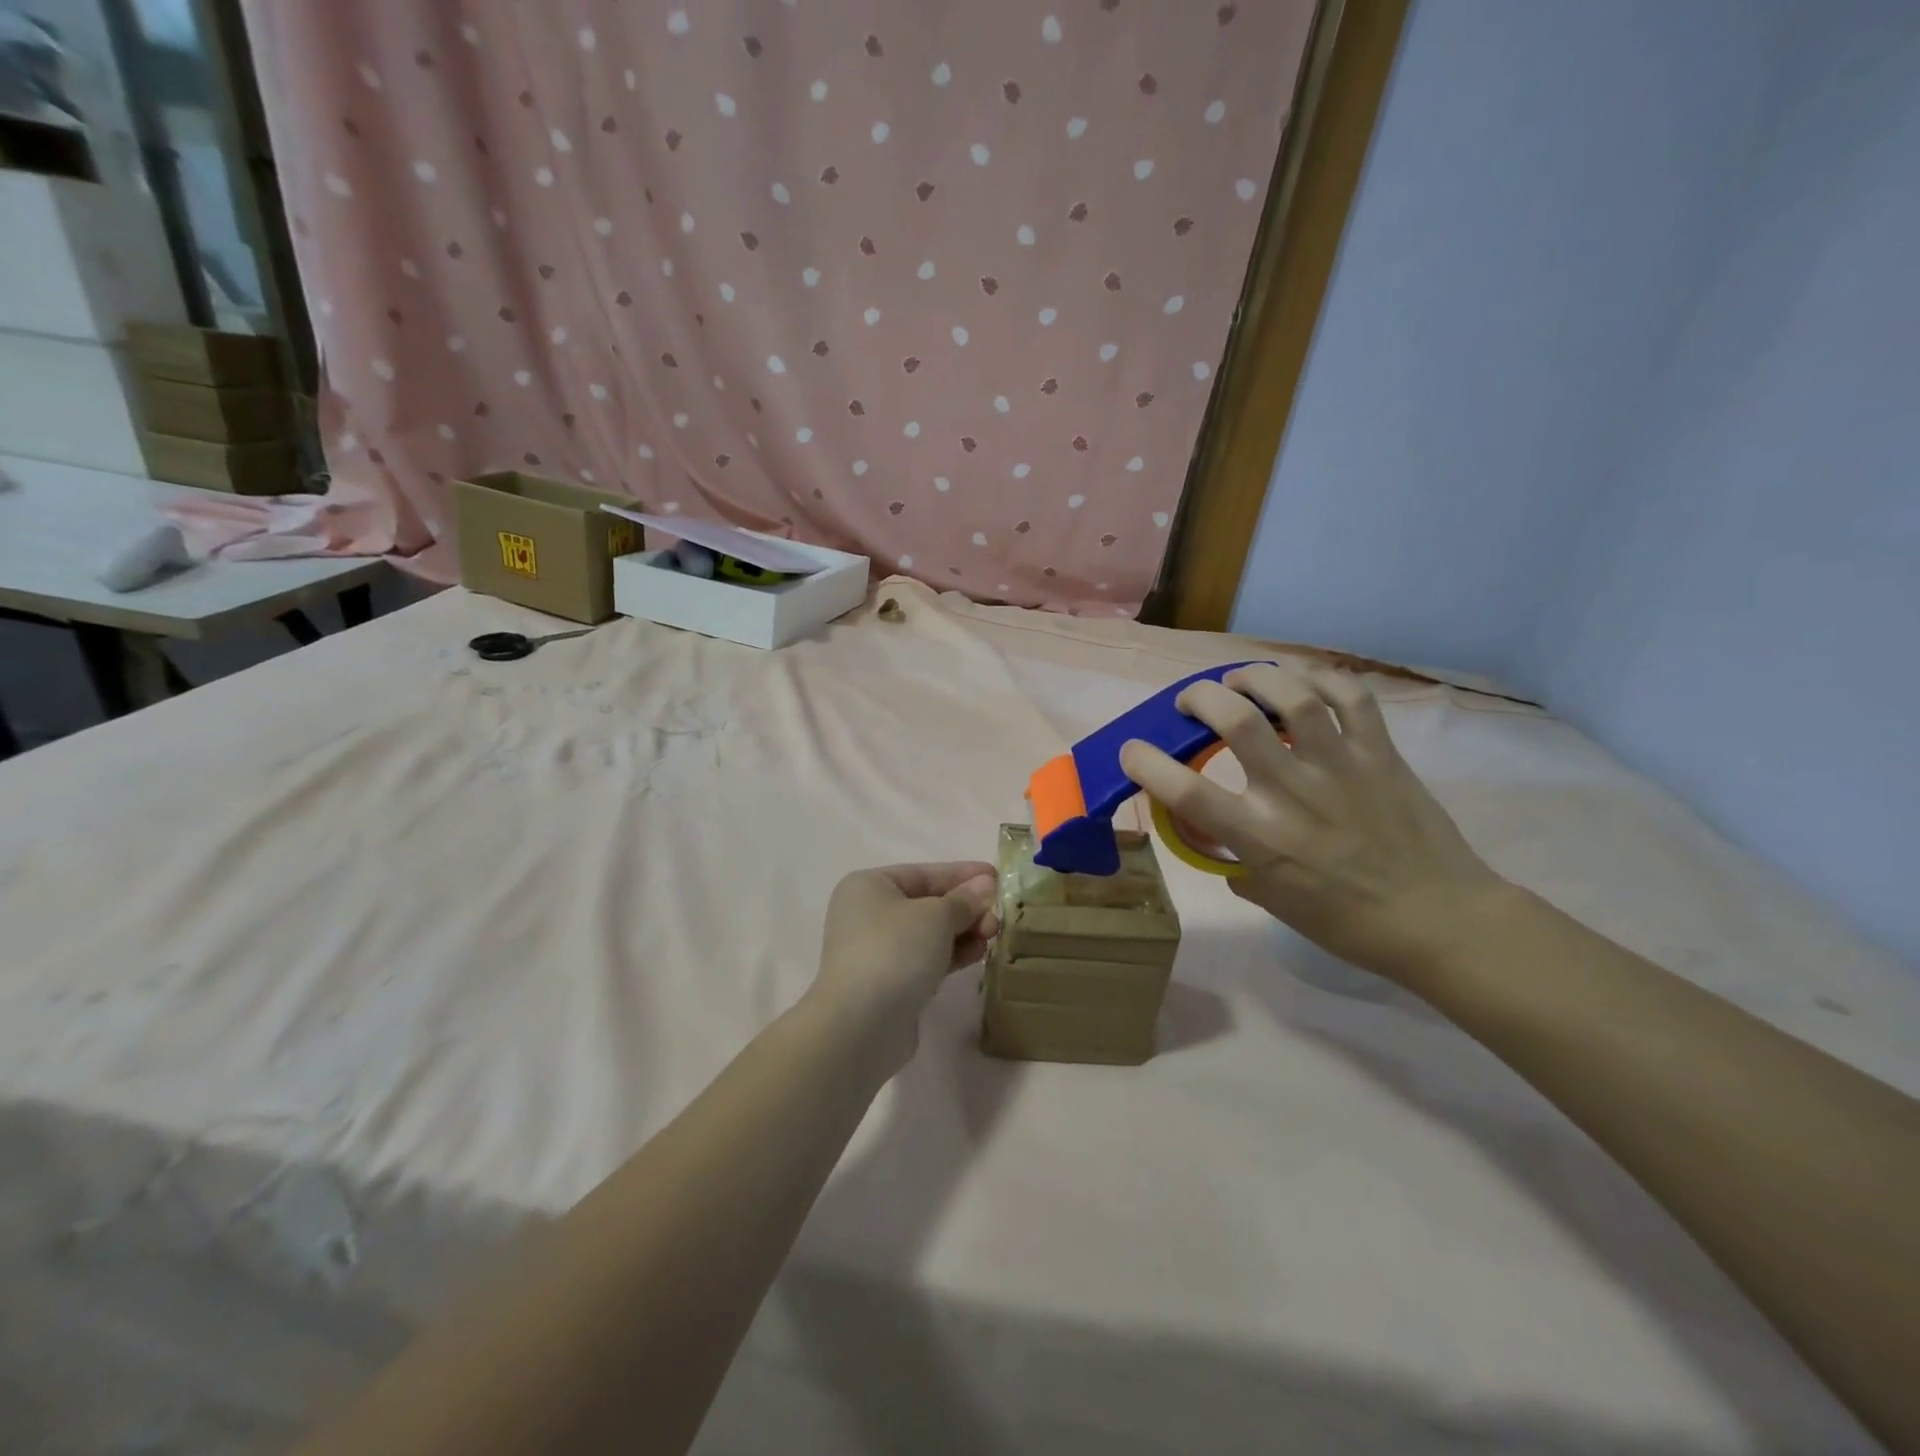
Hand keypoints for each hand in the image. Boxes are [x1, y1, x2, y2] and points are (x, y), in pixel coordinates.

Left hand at [811, 862, 999, 1071]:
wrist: (861, 1025)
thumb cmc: (895, 951)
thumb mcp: (936, 916)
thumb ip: (964, 900)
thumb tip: (986, 884)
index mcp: (869, 886)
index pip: (924, 873)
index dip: (963, 874)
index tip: (997, 876)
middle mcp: (868, 914)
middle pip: (927, 903)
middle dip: (966, 908)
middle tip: (998, 915)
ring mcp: (877, 951)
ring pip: (929, 933)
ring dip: (962, 932)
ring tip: (992, 934)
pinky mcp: (888, 983)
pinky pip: (926, 959)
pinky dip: (951, 954)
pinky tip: (977, 954)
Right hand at [1119, 663, 1504, 981]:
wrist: (1439, 920)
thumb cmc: (1347, 921)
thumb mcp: (1273, 900)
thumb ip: (1239, 862)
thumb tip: (1222, 841)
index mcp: (1260, 837)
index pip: (1184, 792)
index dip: (1146, 763)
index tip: (1134, 751)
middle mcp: (1292, 792)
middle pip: (1233, 719)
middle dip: (1198, 697)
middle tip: (1192, 703)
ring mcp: (1340, 766)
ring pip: (1291, 695)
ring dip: (1253, 677)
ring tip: (1239, 680)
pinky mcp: (1380, 753)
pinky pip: (1351, 696)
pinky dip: (1321, 677)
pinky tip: (1303, 680)